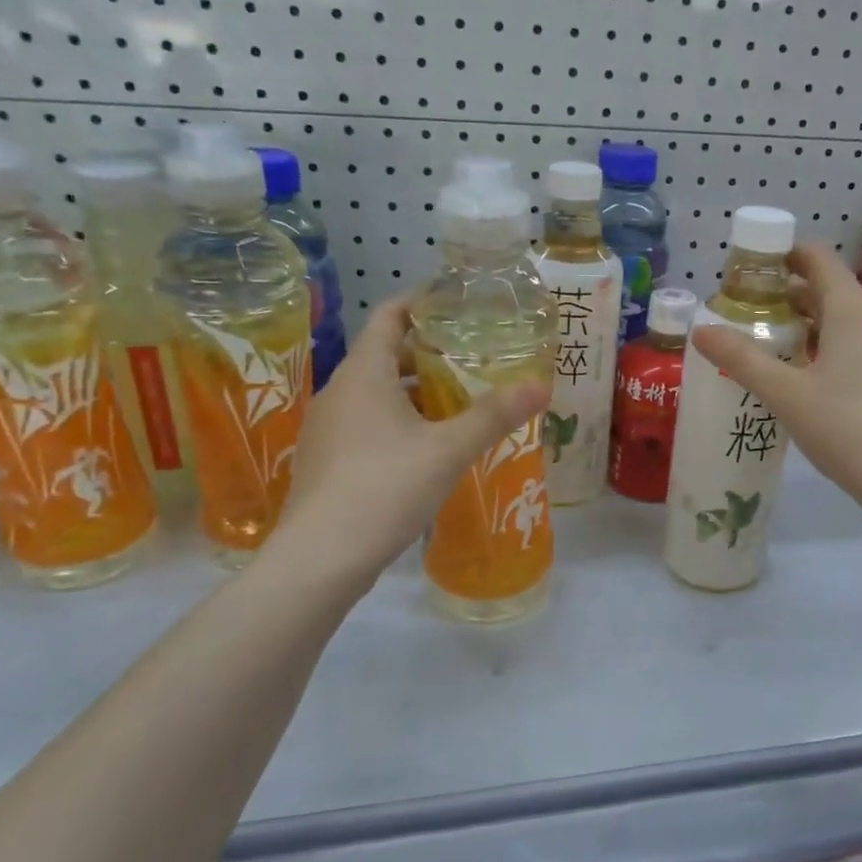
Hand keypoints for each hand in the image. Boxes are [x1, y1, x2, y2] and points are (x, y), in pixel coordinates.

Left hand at [269, 300, 550, 588]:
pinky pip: (365, 424)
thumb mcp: (449, 449)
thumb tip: (542, 385)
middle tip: (471, 360)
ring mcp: (326, 428)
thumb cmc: (385, 487)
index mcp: (364, 373)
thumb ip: (495, 415)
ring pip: (374, 393)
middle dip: (427, 354)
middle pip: (385, 355)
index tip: (456, 304)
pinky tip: (425, 449)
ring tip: (456, 404)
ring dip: (413, 392)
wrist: (320, 557)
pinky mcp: (325, 461)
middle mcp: (339, 391)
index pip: (389, 316)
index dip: (421, 303)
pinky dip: (396, 421)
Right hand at [691, 244, 861, 526]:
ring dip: (811, 327)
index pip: (817, 259)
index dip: (784, 256)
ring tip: (775, 349)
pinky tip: (813, 381)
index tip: (751, 270)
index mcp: (853, 310)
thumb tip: (700, 330)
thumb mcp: (786, 395)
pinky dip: (834, 349)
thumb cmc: (848, 429)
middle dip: (790, 298)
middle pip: (831, 291)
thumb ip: (741, 360)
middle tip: (750, 316)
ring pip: (848, 323)